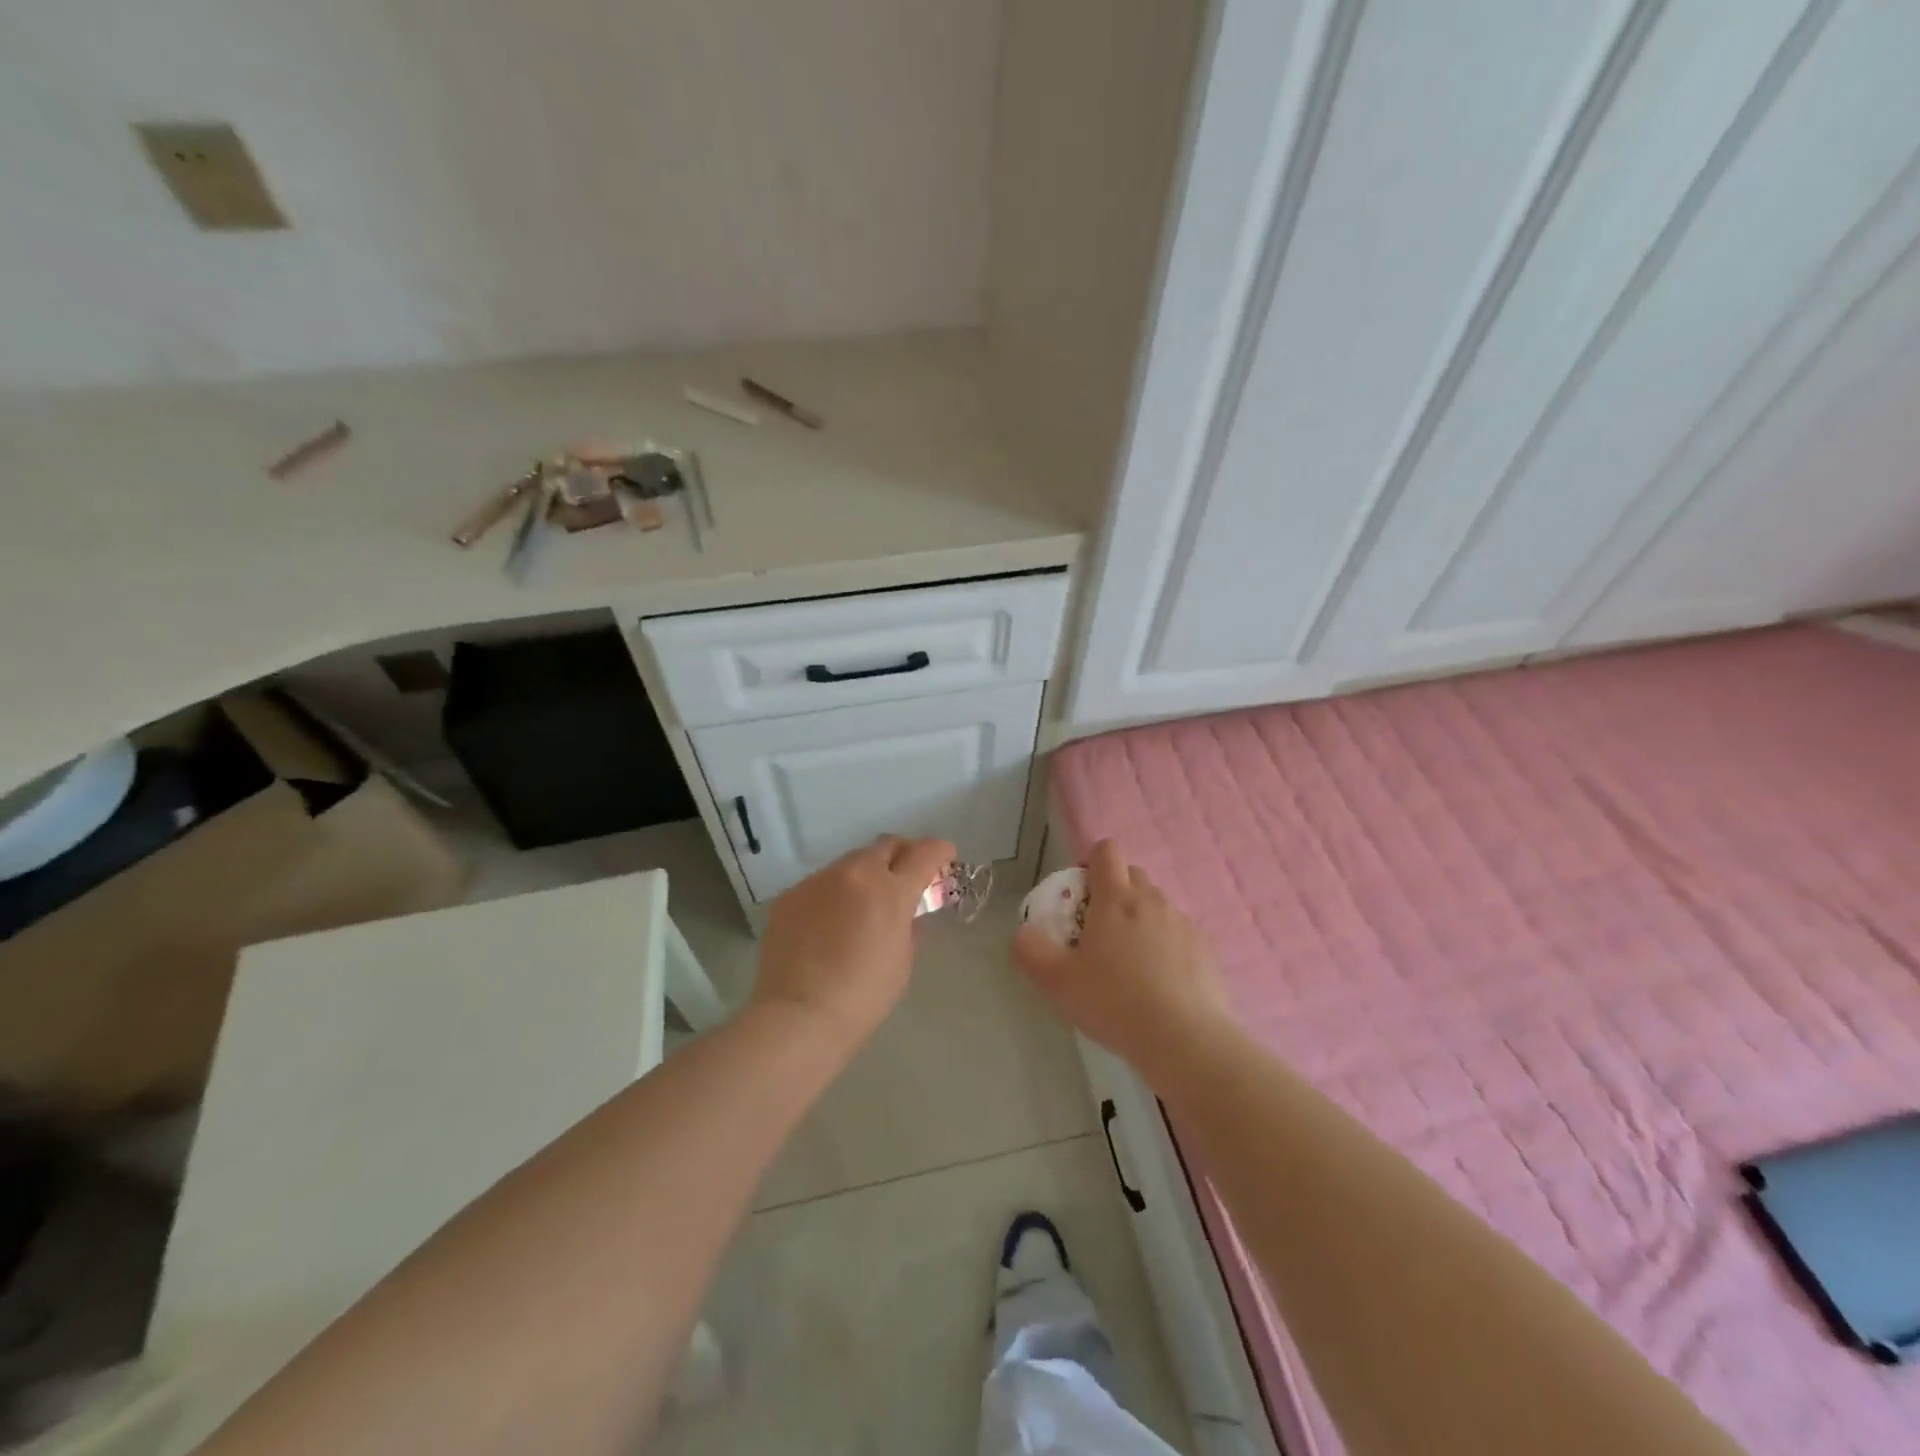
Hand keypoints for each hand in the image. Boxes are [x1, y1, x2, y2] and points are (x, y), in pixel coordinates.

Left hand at [751, 834, 956, 1053]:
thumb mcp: (902, 961)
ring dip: (866, 873)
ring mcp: (819, 880)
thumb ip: (909, 925)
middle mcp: (855, 874)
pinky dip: (835, 893)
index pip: (925, 853)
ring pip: (851, 861)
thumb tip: (907, 910)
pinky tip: (829, 922)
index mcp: (891, 891)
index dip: (940, 851)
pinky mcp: (791, 894)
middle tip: (906, 877)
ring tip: (863, 904)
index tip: (945, 858)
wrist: (798, 1016)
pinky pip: (822, 882)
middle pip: (887, 845)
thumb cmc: (862, 997)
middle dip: (903, 855)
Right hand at [1012, 839, 1227, 1078]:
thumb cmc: (1115, 1002)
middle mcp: (1152, 901)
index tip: (1080, 891)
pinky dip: (1167, 946)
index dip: (1090, 861)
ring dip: (1141, 920)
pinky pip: (1179, 934)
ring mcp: (1183, 924)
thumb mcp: (1058, 982)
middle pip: (1133, 874)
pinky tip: (1160, 983)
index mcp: (1116, 899)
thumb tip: (1022, 933)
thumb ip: (1031, 951)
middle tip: (1099, 930)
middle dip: (1115, 891)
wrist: (1185, 1040)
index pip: (1106, 851)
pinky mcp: (1205, 949)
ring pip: (1157, 906)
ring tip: (1130, 963)